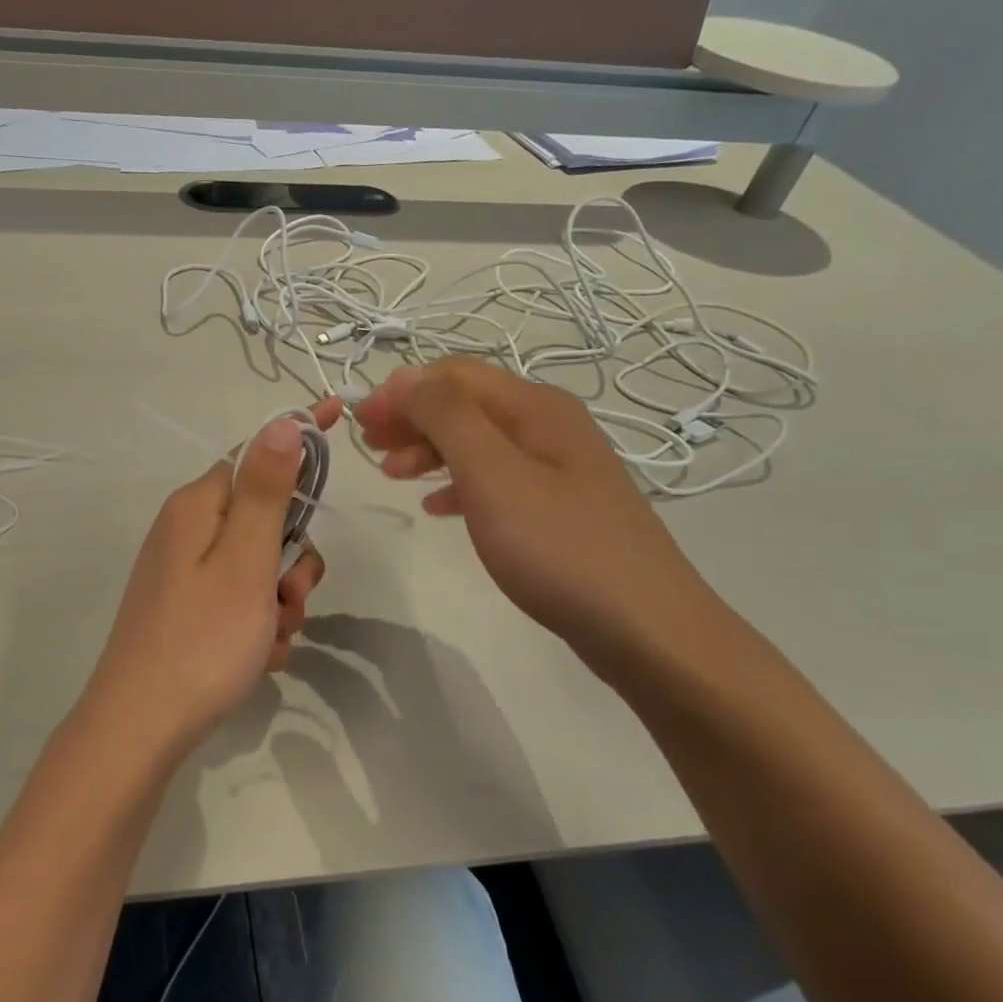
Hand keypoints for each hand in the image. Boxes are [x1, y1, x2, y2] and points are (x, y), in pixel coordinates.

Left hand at [77, 399, 337, 753]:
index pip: (257, 453)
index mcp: (197, 506)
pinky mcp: (188, 610)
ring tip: (271, 638)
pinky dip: (259, 624)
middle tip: (289, 598)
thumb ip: (266, 491)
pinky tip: (258, 657)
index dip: (299, 441)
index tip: (340, 416)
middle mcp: (187, 531)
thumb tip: (281, 424)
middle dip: (291, 559)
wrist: (141, 727)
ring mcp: (185, 573)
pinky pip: (241, 601)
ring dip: (279, 599)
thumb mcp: (244, 560)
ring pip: (259, 566)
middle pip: (264, 519)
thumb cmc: (202, 639)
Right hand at [355, 360, 724, 661]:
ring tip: (392, 475)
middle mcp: (548, 425)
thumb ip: (446, 417)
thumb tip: (405, 376)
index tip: (358, 422)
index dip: (401, 390)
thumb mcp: (492, 474)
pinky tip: (436, 507)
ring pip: (478, 441)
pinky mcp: (559, 506)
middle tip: (368, 447)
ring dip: (429, 449)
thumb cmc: (558, 547)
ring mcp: (558, 467)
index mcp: (534, 407)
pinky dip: (457, 482)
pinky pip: (495, 478)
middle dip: (411, 417)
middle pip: (466, 403)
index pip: (453, 374)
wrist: (644, 627)